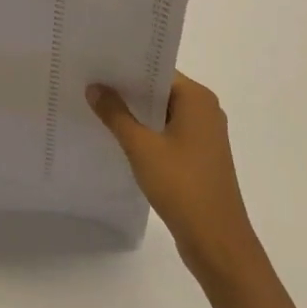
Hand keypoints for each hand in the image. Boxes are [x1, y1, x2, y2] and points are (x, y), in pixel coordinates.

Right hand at [88, 72, 255, 286]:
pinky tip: (118, 137)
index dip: (126, 67)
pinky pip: (167, 133)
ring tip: (96, 106)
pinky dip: (146, 132)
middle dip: (126, 89)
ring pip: (162, 113)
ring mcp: (204, 136)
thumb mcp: (141, 147)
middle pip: (159, 89)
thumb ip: (116, 114)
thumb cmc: (182, 186)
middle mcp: (205, 111)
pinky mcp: (199, 158)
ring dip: (135, 113)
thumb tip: (94, 86)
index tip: (95, 64)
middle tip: (89, 82)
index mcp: (197, 99)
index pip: (157, 69)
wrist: (217, 243)